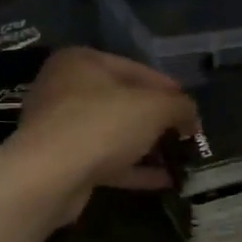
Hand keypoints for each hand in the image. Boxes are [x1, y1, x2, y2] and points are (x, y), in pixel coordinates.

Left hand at [7, 48, 199, 221]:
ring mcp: (60, 126)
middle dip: (157, 120)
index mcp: (82, 61)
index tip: (192, 110)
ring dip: (146, 146)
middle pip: (123, 101)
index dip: (170, 90)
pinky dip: (133, 168)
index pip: (137, 69)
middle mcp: (65, 88)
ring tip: (179, 159)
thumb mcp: (154, 107)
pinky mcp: (61, 161)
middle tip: (186, 135)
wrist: (48, 177)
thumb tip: (192, 117)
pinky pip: (104, 160)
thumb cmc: (102, 124)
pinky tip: (163, 180)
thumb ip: (179, 107)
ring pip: (113, 133)